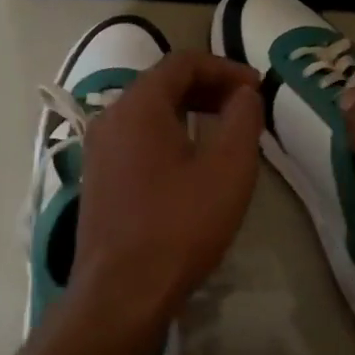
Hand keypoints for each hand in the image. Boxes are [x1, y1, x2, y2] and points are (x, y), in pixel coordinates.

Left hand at [70, 51, 262, 336]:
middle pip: (163, 83)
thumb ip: (242, 119)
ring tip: (225, 130)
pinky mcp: (98, 176)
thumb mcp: (228, 169)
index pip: (183, 62)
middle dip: (208, 87)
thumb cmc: (180, 226)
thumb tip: (244, 94)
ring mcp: (99, 148)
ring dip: (189, 110)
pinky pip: (137, 137)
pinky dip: (169, 133)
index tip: (257, 87)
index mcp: (138, 105)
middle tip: (246, 106)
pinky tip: (193, 160)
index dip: (225, 68)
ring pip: (149, 111)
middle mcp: (110, 117)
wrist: (121, 292)